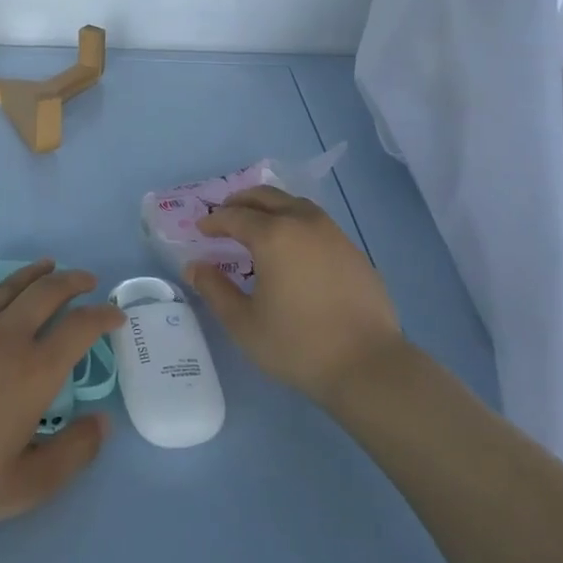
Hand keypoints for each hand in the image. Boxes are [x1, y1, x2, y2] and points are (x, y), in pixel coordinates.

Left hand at [0, 261, 125, 542]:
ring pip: (6, 288)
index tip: (115, 315)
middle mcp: (5, 337)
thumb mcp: (26, 486)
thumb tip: (103, 422)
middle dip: (73, 281)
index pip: (81, 327)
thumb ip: (73, 453)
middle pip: (47, 293)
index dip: (103, 315)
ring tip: (47, 266)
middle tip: (87, 280)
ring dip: (32, 274)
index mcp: (34, 370)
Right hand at [187, 186, 404, 403]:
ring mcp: (332, 233)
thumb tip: (194, 266)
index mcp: (273, 236)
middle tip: (224, 217)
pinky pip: (316, 222)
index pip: (234, 216)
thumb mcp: (244, 323)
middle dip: (240, 202)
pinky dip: (295, 222)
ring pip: (294, 204)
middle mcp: (303, 223)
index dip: (214, 221)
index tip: (200, 230)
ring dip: (270, 207)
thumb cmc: (297, 344)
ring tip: (257, 226)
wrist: (368, 365)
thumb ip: (214, 289)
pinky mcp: (352, 250)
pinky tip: (292, 247)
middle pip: (266, 197)